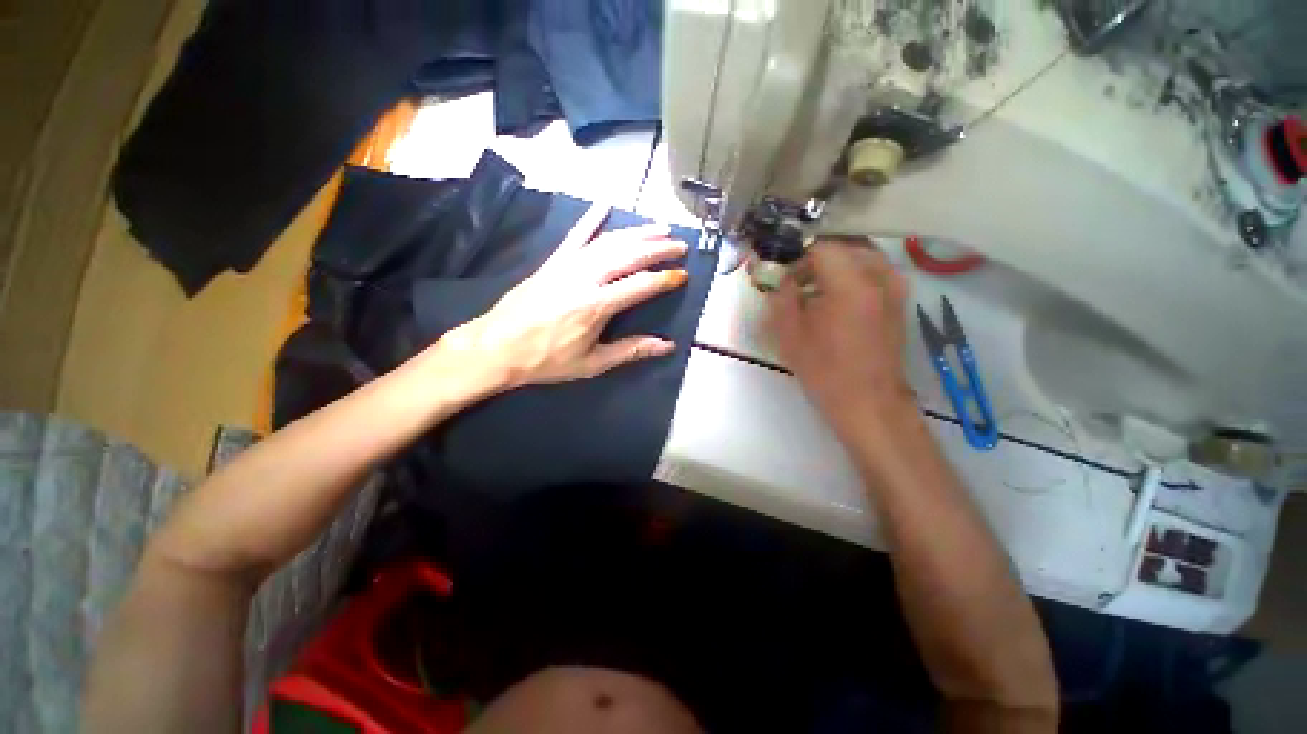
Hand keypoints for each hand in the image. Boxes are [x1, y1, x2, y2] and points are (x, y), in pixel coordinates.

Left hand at [440, 204, 688, 390]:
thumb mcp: (592, 363)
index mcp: (596, 305)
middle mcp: (584, 278)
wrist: (496, 347)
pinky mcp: (553, 261)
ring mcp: (567, 265)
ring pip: (608, 241)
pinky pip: (575, 235)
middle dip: (657, 248)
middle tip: (679, 244)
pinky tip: (606, 203)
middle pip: (628, 255)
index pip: (640, 285)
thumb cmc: (546, 360)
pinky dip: (591, 218)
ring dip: (636, 232)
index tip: (682, 275)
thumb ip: (630, 351)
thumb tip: (666, 345)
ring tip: (659, 228)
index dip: (664, 279)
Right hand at [769, 239, 915, 441]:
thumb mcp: (789, 333)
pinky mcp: (898, 296)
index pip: (820, 244)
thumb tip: (777, 272)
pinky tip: (829, 294)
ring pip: (858, 252)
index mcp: (851, 283)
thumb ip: (781, 294)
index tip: (778, 264)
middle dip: (813, 252)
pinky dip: (848, 271)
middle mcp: (880, 274)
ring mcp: (895, 283)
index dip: (795, 250)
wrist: (868, 402)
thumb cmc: (824, 370)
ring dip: (831, 261)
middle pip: (843, 242)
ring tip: (808, 284)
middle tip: (791, 272)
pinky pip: (870, 268)